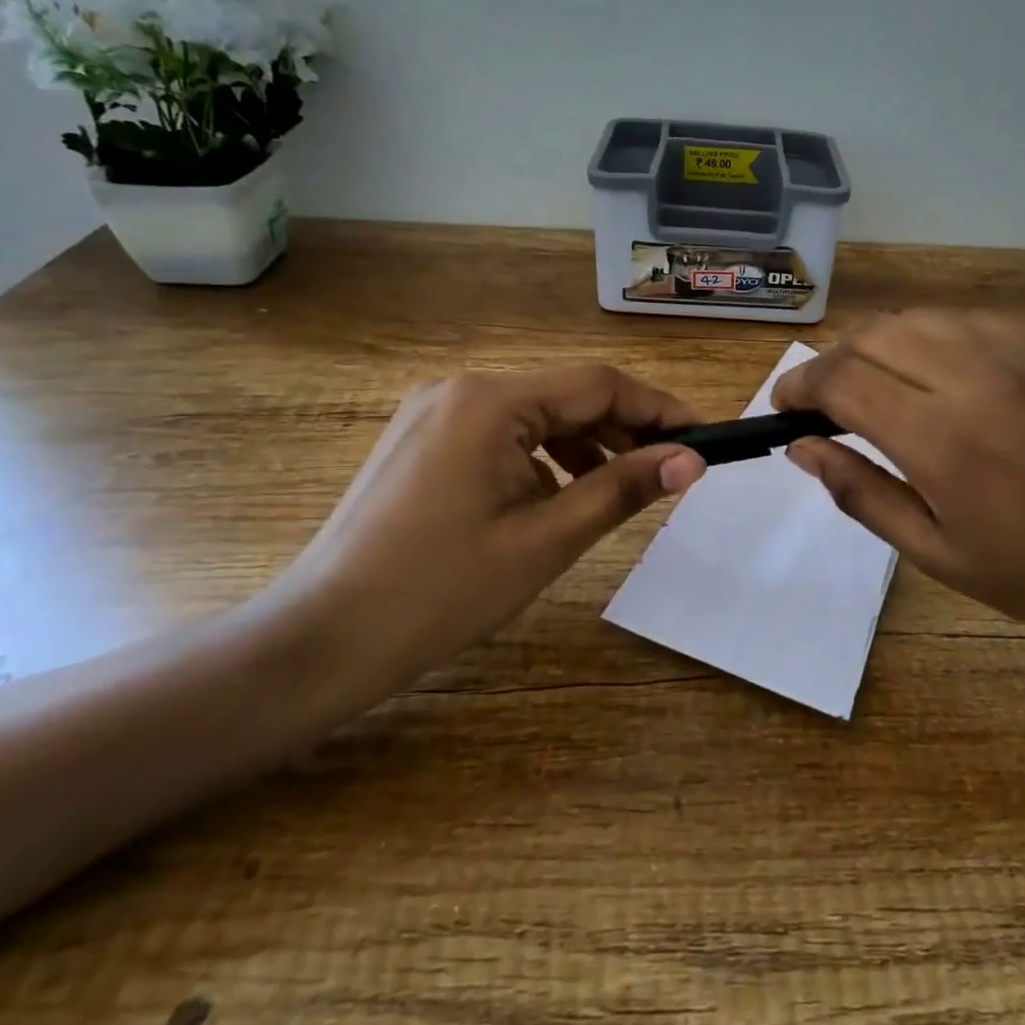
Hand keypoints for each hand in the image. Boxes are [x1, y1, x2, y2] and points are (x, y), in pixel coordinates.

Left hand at [273, 365, 704, 706]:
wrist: (322, 639)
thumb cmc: (440, 592)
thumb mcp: (546, 540)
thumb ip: (624, 488)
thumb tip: (692, 460)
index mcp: (489, 400)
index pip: (597, 384)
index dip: (658, 408)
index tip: (702, 437)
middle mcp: (460, 388)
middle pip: (566, 396)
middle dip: (623, 430)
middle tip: (670, 470)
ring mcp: (434, 411)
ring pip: (535, 415)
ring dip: (585, 445)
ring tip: (620, 488)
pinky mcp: (422, 439)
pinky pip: (502, 434)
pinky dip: (542, 458)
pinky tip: (557, 497)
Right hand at [771, 311, 1024, 647]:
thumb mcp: (937, 555)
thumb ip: (861, 492)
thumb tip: (802, 448)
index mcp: (941, 440)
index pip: (842, 380)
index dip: (799, 385)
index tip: (784, 406)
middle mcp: (975, 379)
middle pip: (873, 334)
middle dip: (832, 360)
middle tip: (825, 399)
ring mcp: (1021, 356)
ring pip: (920, 317)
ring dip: (879, 342)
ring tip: (875, 381)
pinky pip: (971, 322)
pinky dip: (933, 337)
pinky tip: (938, 373)